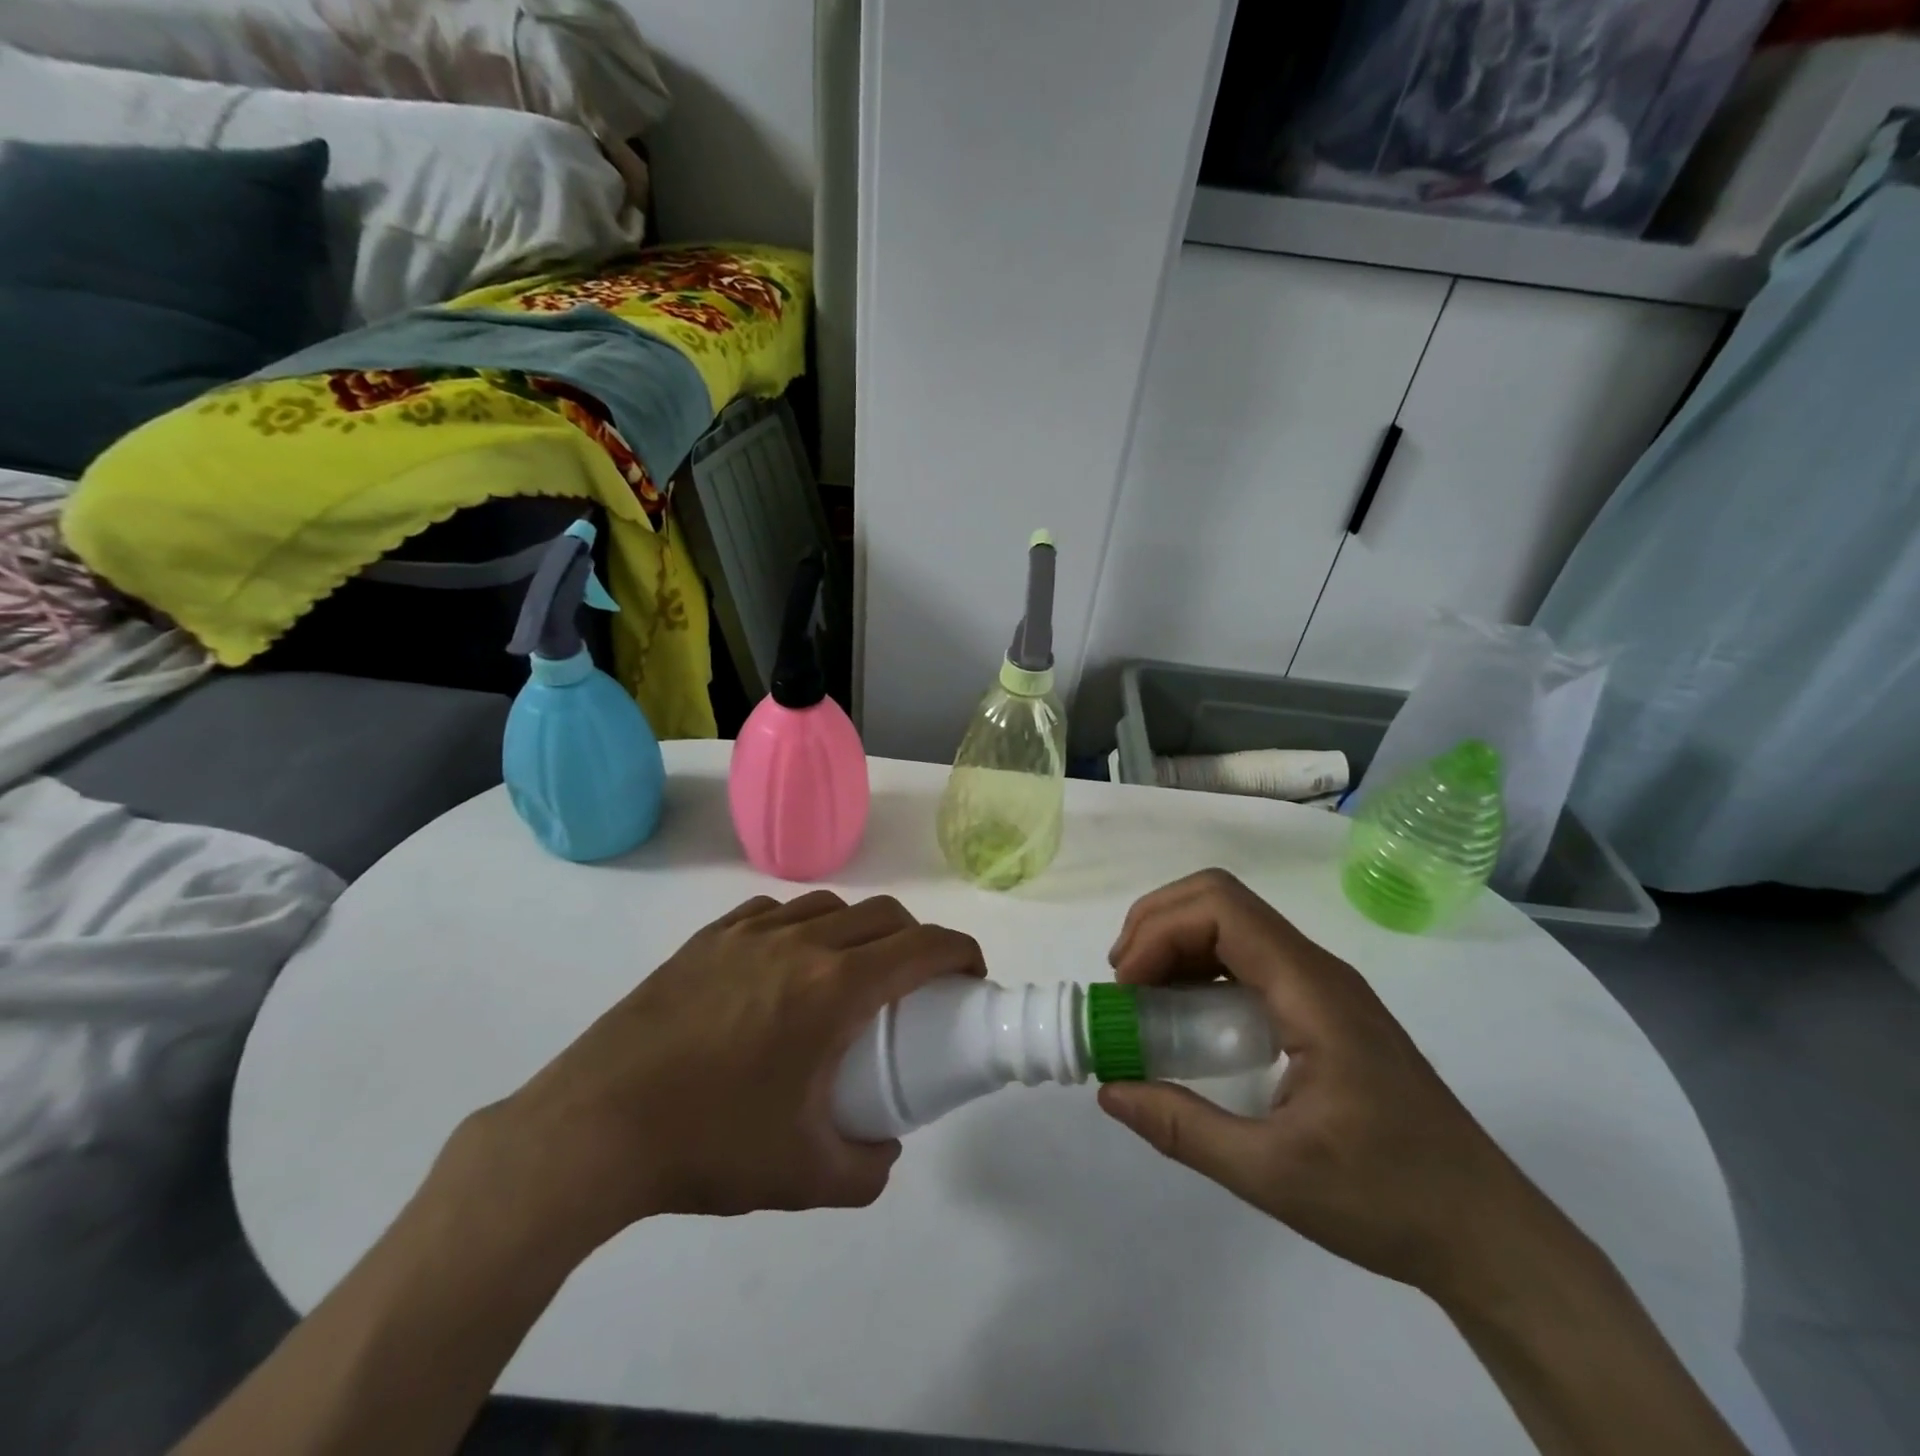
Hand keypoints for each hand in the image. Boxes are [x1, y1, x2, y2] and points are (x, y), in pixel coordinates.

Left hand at [446, 891, 985, 1261]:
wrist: (594, 1128)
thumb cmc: (708, 1147)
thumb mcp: (805, 1178)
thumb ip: (867, 1169)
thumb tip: (884, 1148)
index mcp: (833, 988)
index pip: (922, 946)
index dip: (960, 952)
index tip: (971, 975)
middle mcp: (799, 943)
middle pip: (883, 915)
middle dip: (917, 940)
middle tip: (917, 984)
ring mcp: (748, 934)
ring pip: (830, 906)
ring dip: (860, 929)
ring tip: (850, 973)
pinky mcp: (707, 939)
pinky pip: (775, 913)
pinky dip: (803, 926)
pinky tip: (786, 963)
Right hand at [1098, 870, 1564, 1306]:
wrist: (1489, 1235)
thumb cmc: (1388, 1199)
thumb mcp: (1273, 1174)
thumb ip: (1184, 1128)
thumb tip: (1110, 1091)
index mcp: (1311, 989)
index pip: (1221, 908)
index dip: (1159, 931)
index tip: (1127, 988)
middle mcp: (1315, 969)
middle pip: (1219, 900)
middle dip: (1157, 926)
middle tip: (1123, 984)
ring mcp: (1321, 985)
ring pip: (1232, 923)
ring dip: (1175, 943)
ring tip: (1142, 999)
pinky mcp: (1321, 1007)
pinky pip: (1247, 958)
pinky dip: (1199, 968)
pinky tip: (1186, 1017)